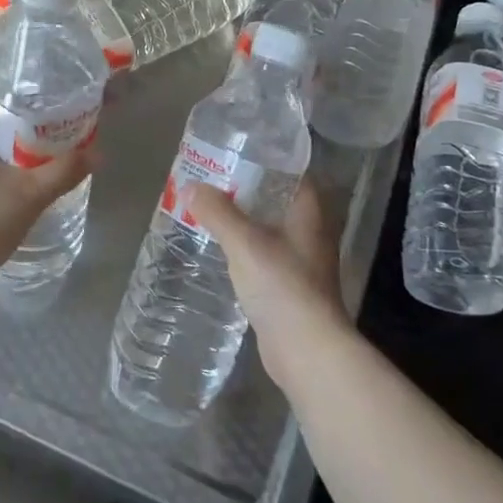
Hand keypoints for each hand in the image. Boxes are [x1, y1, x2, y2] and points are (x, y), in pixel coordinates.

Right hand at [189, 178, 355, 390]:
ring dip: (246, 220)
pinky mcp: (290, 288)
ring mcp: (302, 263)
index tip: (239, 152)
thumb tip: (191, 186)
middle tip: (214, 180)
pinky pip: (265, 256)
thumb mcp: (244, 242)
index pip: (295, 174)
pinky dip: (245, 249)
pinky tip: (222, 250)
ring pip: (271, 230)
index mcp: (309, 214)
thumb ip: (218, 213)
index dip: (270, 160)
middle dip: (250, 190)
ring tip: (211, 210)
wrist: (306, 350)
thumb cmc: (282, 286)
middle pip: (279, 200)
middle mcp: (310, 233)